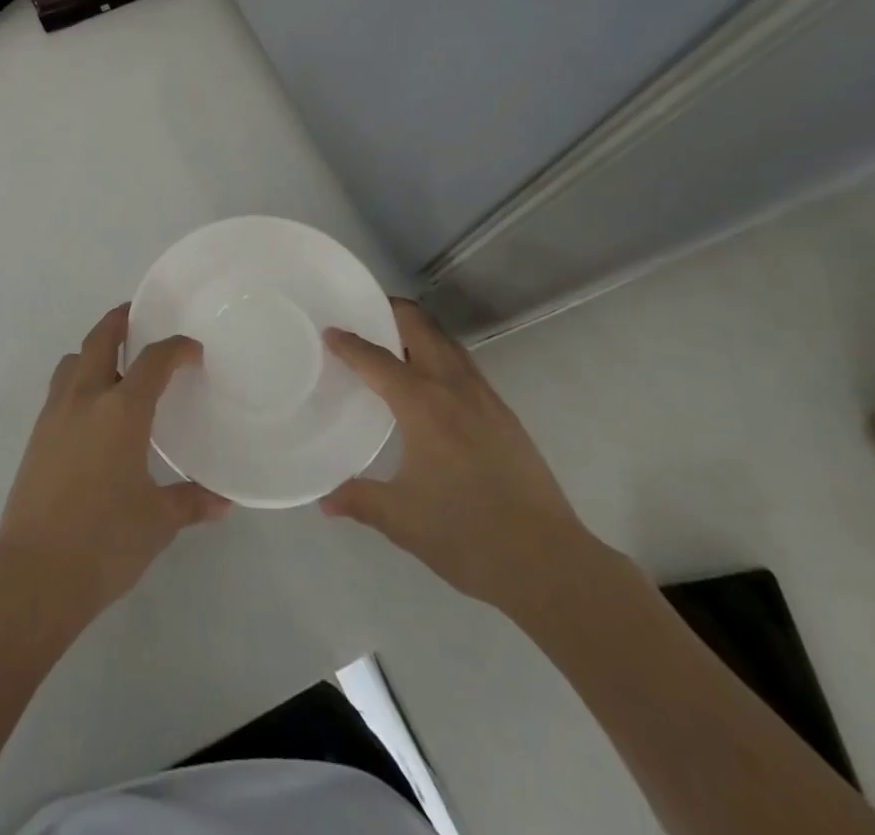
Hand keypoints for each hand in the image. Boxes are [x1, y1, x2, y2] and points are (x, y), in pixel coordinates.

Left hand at [0, 305, 229, 618]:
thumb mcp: (157, 522)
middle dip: (120, 321)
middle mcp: (85, 399)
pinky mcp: (36, 436)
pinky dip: (77, 380)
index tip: (192, 350)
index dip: (176, 348)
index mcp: (122, 411)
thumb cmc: (105, 542)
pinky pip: (59, 389)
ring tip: (114, 364)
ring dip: (92, 350)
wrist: (33, 574)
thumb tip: (224, 502)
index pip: (153, 360)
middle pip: (100, 339)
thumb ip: (190, 502)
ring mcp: (55, 415)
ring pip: (72, 361)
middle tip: (139, 317)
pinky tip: (92, 411)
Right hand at [321, 298, 593, 609]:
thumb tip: (326, 500)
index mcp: (422, 404)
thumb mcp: (401, 519)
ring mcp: (485, 398)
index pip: (377, 359)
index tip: (330, 332)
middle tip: (365, 315)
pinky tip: (433, 384)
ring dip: (420, 331)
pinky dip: (441, 356)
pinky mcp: (505, 415)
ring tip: (395, 341)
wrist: (548, 562)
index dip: (349, 344)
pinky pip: (465, 366)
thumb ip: (359, 499)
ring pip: (448, 343)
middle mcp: (454, 388)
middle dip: (392, 312)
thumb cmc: (466, 534)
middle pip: (421, 328)